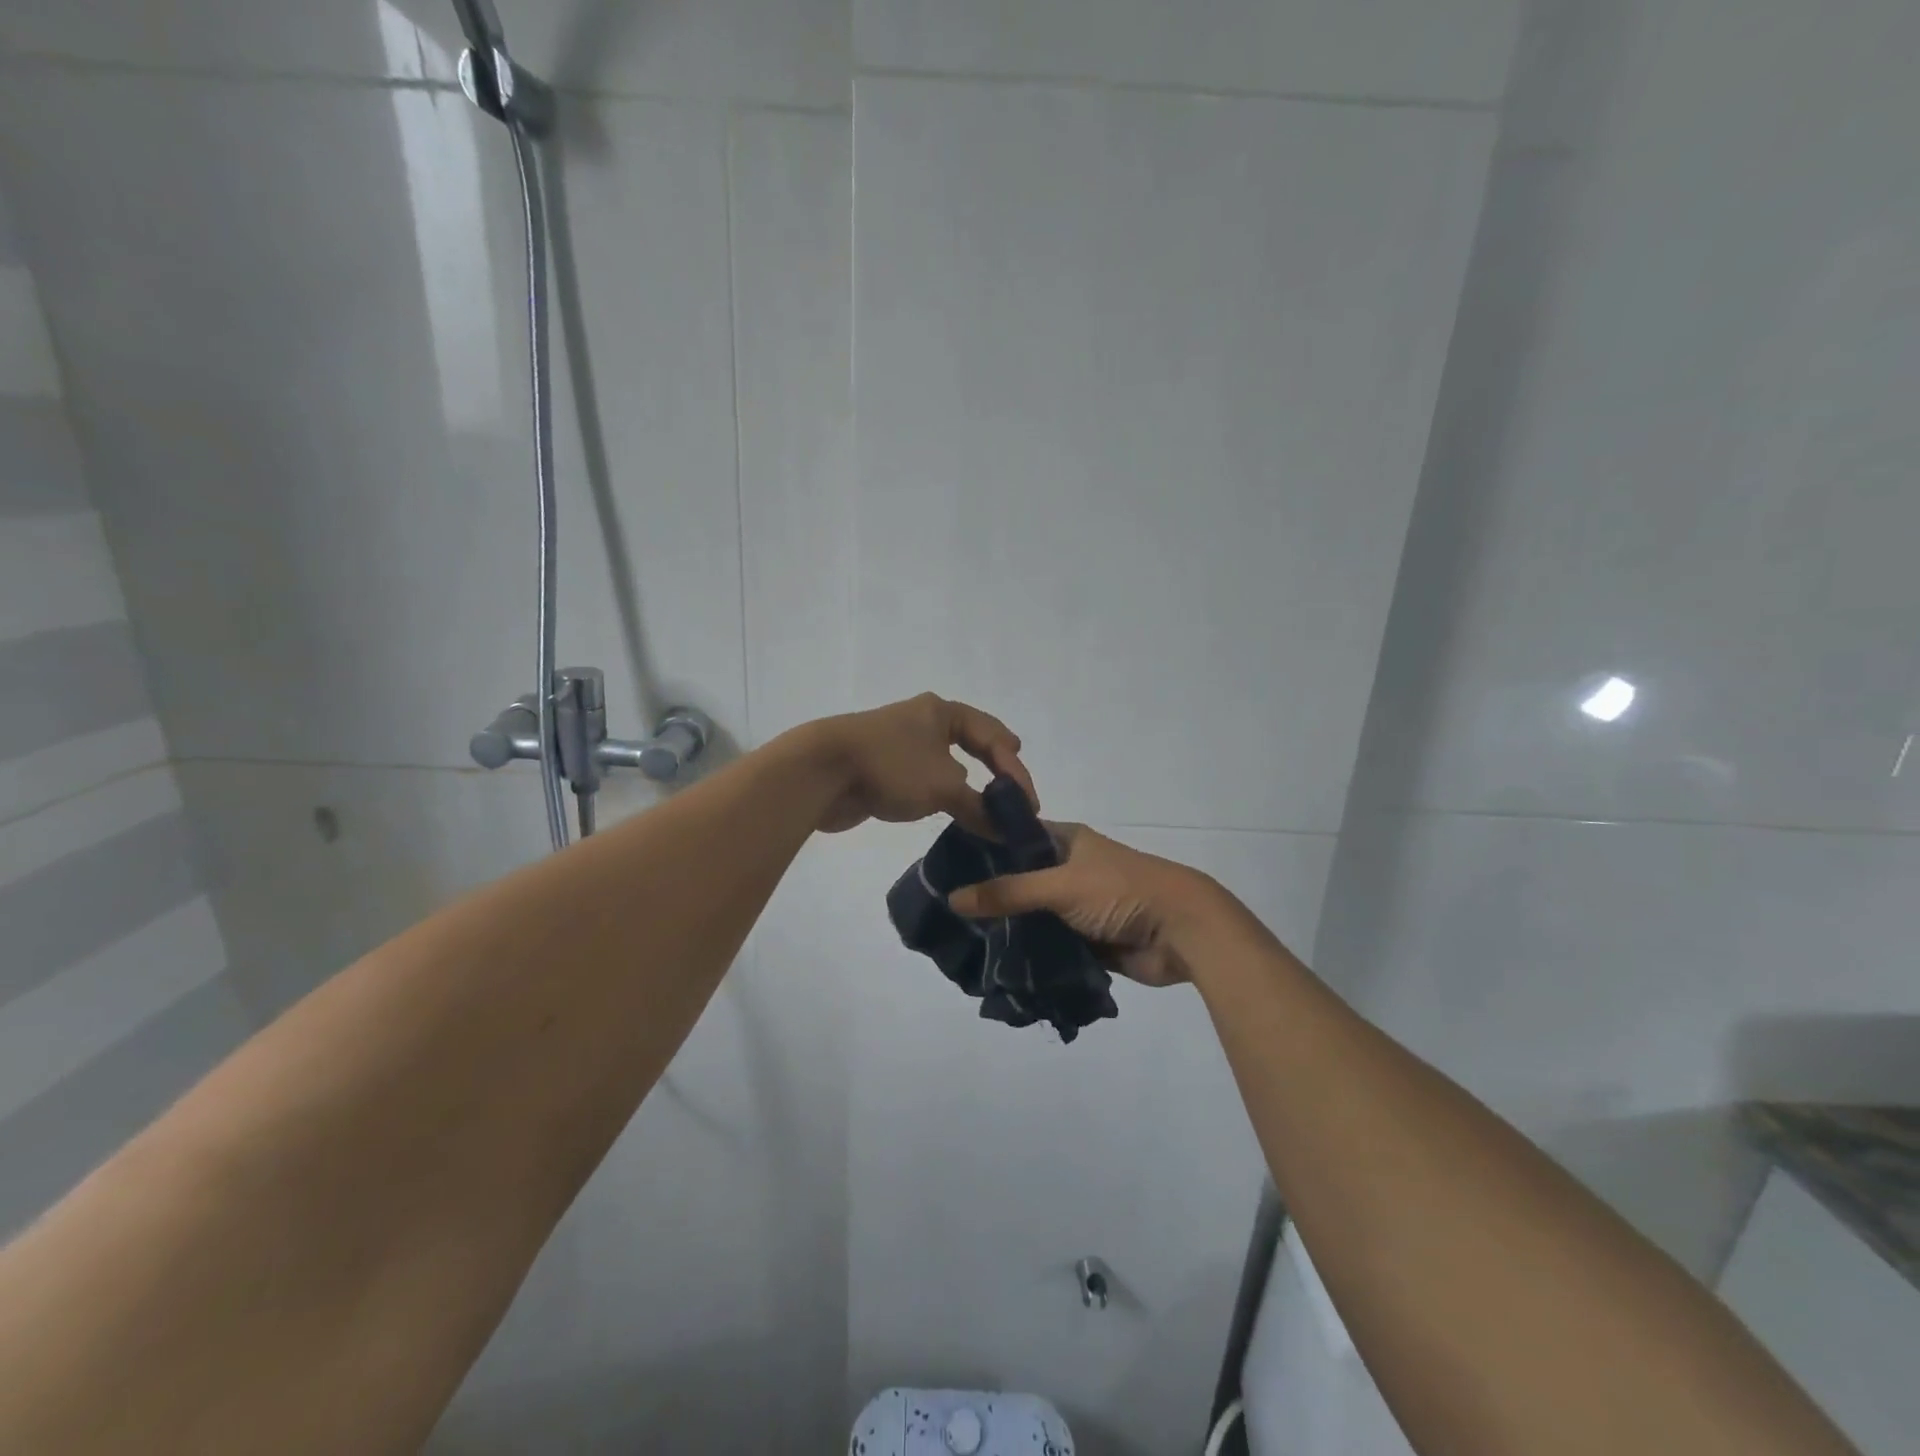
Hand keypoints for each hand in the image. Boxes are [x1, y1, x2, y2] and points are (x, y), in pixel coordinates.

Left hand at [804, 693, 1035, 835]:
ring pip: (946, 762)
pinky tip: (950, 810)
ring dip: (968, 784)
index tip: (1028, 801)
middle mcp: (923, 721)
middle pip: (970, 742)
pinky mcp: (882, 767)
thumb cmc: (891, 766)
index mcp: (942, 712)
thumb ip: (979, 807)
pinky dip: (943, 794)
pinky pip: (924, 779)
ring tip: (988, 805)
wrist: (822, 771)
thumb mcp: (943, 787)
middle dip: (994, 766)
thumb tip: (1005, 828)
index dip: (1015, 768)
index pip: (992, 735)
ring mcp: (900, 744)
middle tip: (1014, 788)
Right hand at [947, 824, 1215, 986]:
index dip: (984, 845)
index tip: (945, 863)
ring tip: (963, 940)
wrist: (1182, 931)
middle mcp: (1070, 869)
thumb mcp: (1060, 885)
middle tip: (946, 910)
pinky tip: (997, 963)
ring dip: (1010, 928)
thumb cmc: (1121, 892)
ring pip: (1034, 915)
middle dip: (991, 895)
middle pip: (1021, 879)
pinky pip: (1051, 944)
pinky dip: (1031, 953)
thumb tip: (952, 898)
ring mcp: (1079, 906)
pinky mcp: (1088, 939)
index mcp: (1067, 841)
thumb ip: (1008, 892)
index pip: (1016, 835)